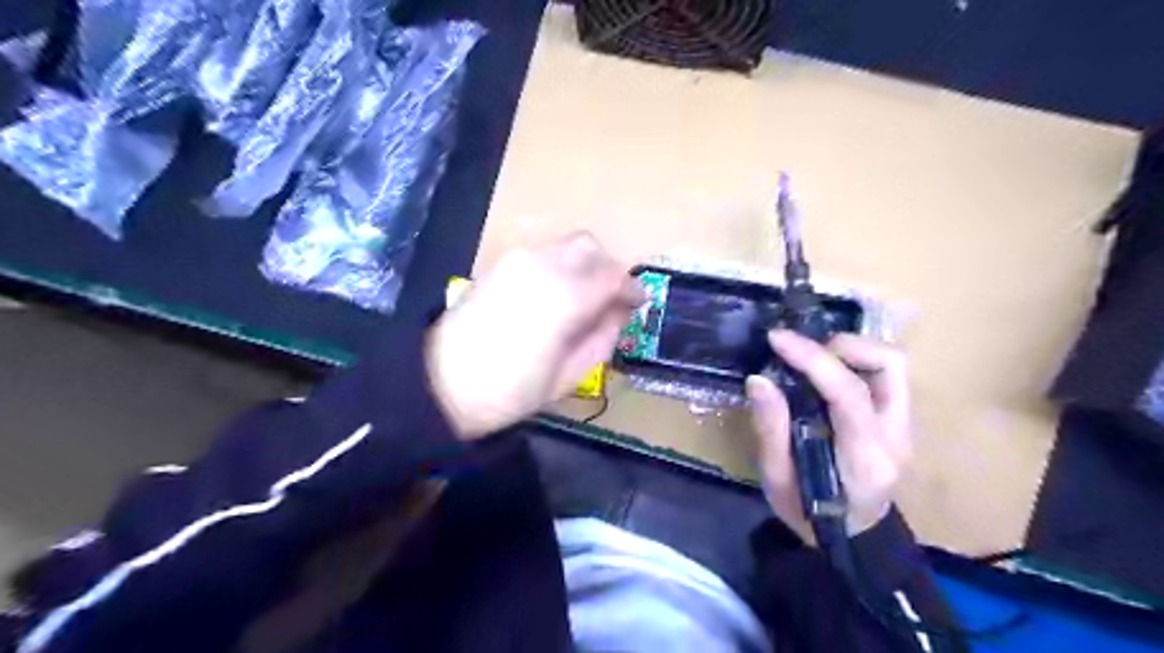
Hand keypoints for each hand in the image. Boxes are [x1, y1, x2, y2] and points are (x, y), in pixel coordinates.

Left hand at [427, 231, 646, 440]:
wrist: (441, 383)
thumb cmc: (511, 391)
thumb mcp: (570, 375)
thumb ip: (602, 337)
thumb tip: (618, 313)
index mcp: (567, 296)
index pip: (614, 275)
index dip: (632, 288)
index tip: (638, 303)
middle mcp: (544, 265)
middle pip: (590, 247)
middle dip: (607, 269)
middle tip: (610, 299)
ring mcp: (518, 260)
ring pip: (564, 246)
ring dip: (582, 266)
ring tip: (582, 299)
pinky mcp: (499, 265)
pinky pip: (541, 255)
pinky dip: (558, 267)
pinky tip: (553, 296)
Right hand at [746, 332, 918, 539]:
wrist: (853, 537)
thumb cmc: (809, 514)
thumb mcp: (777, 480)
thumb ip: (771, 429)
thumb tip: (759, 379)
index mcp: (864, 458)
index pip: (849, 394)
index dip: (812, 359)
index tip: (777, 339)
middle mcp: (896, 436)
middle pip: (890, 365)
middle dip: (841, 345)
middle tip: (800, 351)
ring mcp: (905, 426)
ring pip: (893, 364)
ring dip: (851, 349)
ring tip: (812, 357)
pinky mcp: (900, 419)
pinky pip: (886, 374)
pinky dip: (855, 360)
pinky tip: (825, 371)